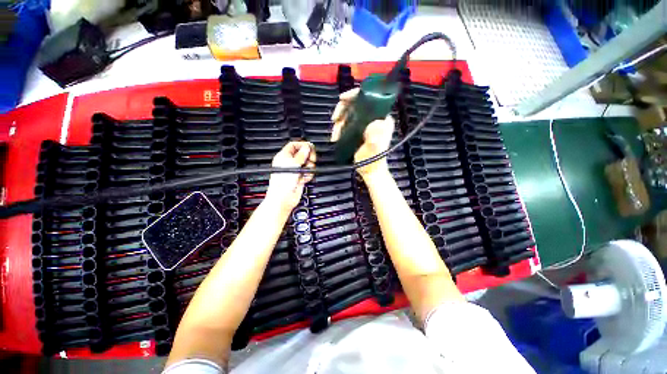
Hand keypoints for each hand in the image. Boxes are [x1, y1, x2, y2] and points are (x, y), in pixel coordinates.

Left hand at [265, 141, 315, 212]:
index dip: (303, 145)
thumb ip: (302, 154)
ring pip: (307, 164)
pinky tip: (304, 178)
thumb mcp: (293, 163)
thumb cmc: (282, 181)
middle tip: (311, 159)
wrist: (284, 197)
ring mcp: (295, 170)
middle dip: (308, 156)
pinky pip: (308, 173)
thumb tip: (307, 147)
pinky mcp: (300, 178)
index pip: (294, 145)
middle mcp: (290, 162)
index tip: (310, 147)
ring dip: (309, 167)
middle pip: (303, 154)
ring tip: (305, 171)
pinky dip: (308, 175)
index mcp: (284, 156)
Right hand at [330, 88, 393, 178]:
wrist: (369, 171)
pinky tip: (336, 135)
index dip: (355, 94)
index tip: (341, 99)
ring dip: (339, 121)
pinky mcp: (359, 129)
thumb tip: (373, 123)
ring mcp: (366, 123)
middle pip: (356, 103)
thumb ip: (375, 139)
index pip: (370, 97)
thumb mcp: (373, 151)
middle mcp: (374, 118)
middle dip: (343, 110)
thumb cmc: (372, 161)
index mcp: (382, 118)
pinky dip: (339, 126)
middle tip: (334, 120)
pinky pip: (347, 121)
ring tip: (335, 134)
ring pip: (350, 113)